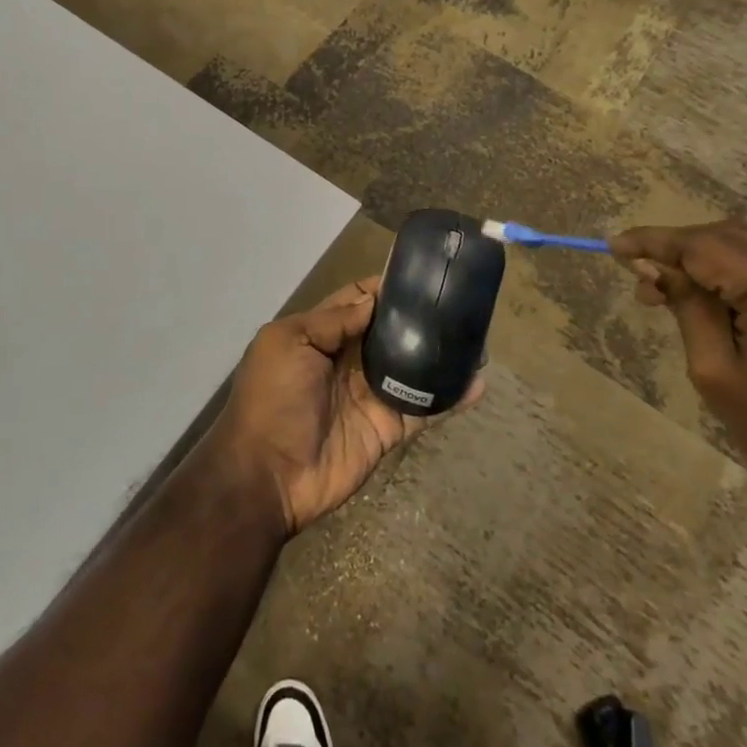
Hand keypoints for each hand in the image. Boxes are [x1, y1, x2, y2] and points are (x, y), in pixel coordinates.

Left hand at [204, 276, 482, 536]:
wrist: (268, 474)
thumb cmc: (273, 397)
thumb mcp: (289, 342)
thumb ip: (332, 320)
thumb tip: (375, 299)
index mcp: (320, 335)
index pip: (358, 301)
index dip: (385, 288)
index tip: (421, 273)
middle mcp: (348, 360)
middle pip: (390, 331)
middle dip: (420, 317)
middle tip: (460, 302)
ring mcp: (370, 395)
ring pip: (412, 367)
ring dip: (440, 354)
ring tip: (478, 336)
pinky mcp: (388, 428)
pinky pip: (423, 408)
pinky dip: (450, 396)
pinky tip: (478, 382)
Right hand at [610, 221, 746, 518]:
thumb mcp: (718, 374)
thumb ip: (687, 307)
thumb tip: (652, 266)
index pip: (707, 245)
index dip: (656, 242)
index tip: (615, 245)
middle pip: (737, 236)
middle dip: (685, 251)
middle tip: (644, 280)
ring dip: (718, 261)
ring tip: (680, 292)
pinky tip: (730, 298)